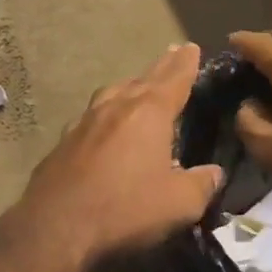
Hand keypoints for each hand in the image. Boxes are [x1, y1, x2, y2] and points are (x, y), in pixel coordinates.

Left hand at [12, 44, 224, 266]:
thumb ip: (201, 184)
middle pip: (143, 80)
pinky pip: (92, 116)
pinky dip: (106, 112)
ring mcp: (84, 121)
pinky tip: (104, 124)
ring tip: (139, 85)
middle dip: (161, 68)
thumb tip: (213, 173)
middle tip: (172, 54)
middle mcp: (115, 107)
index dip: (185, 64)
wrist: (57, 225)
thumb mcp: (179, 204)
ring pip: (113, 93)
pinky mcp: (64, 141)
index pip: (173, 80)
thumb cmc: (126, 209)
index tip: (190, 47)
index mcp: (148, 113)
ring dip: (130, 86)